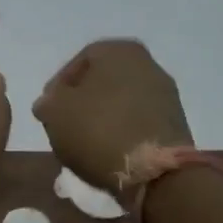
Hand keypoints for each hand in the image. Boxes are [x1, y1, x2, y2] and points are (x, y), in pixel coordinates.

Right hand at [33, 39, 193, 191]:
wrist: (155, 172)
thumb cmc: (98, 130)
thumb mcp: (55, 113)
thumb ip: (47, 102)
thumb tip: (50, 103)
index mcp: (118, 50)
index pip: (79, 62)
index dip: (58, 87)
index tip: (48, 111)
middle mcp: (147, 64)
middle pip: (102, 82)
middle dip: (82, 103)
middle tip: (64, 126)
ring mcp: (166, 94)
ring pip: (120, 102)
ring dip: (101, 119)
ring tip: (83, 144)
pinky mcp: (175, 123)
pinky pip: (138, 122)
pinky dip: (121, 133)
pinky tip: (107, 152)